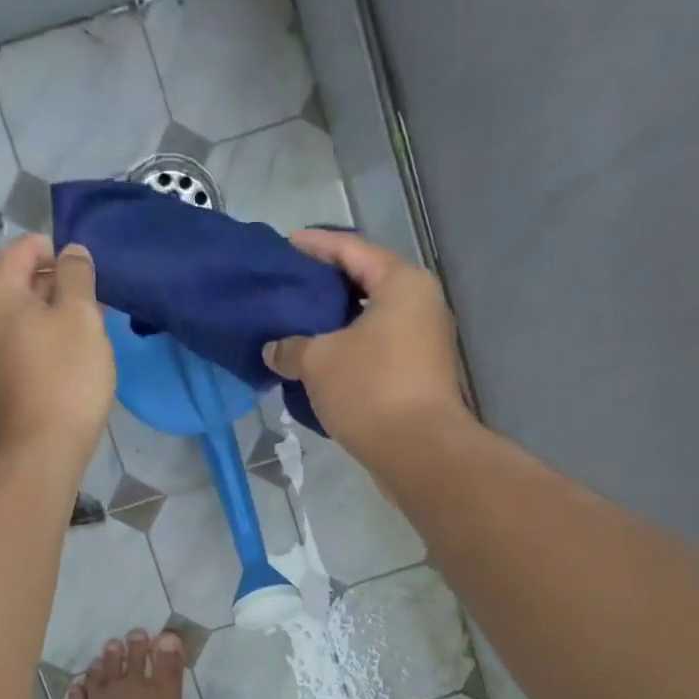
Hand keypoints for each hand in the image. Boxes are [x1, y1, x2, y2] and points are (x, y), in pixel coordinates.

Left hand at [0, 236, 113, 468]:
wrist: (42, 450)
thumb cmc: (65, 377)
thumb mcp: (81, 315)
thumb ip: (77, 274)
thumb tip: (72, 252)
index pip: (26, 247)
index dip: (62, 253)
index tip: (92, 275)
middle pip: (22, 281)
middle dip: (59, 286)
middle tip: (97, 306)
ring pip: (23, 315)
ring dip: (55, 316)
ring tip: (90, 333)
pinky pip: (20, 343)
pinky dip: (44, 341)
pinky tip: (72, 359)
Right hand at [262, 230, 470, 460]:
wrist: (419, 452)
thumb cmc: (370, 389)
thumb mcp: (319, 362)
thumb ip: (291, 347)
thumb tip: (274, 349)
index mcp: (401, 284)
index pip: (352, 250)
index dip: (316, 246)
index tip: (286, 246)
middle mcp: (420, 306)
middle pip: (365, 285)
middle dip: (325, 288)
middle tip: (288, 290)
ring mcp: (423, 344)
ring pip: (370, 323)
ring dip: (335, 327)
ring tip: (297, 330)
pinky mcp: (418, 377)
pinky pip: (376, 352)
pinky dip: (348, 353)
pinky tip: (318, 365)